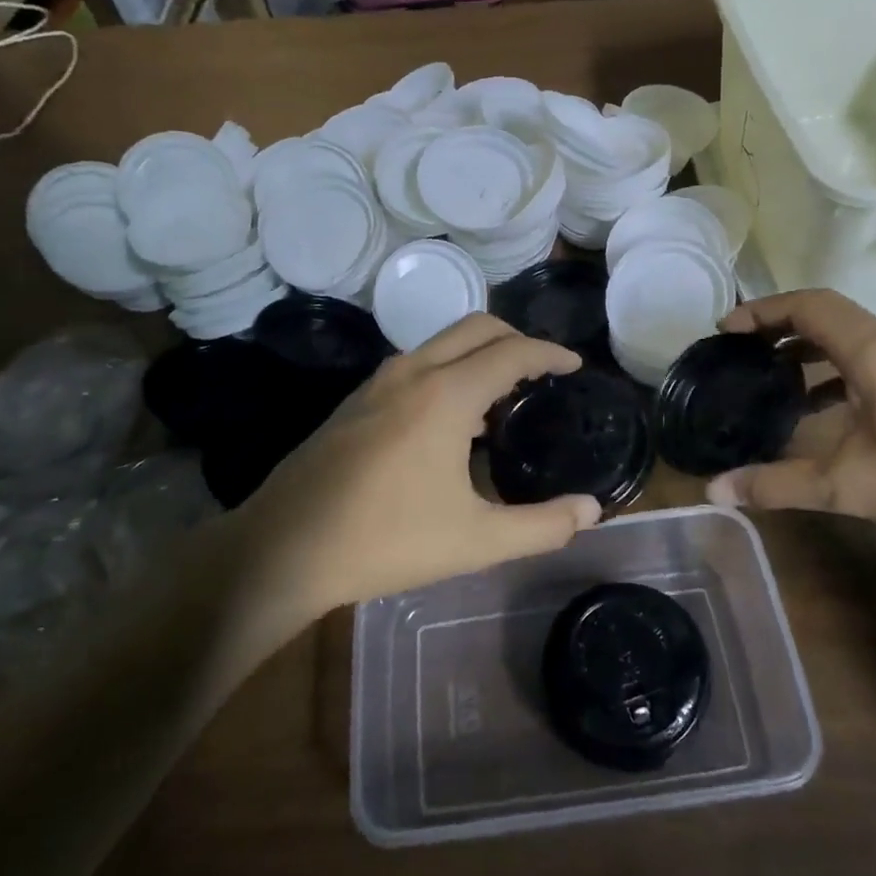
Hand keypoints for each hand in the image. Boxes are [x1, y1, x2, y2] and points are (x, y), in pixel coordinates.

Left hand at [228, 314, 602, 617]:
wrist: (284, 548)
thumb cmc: (386, 540)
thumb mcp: (475, 541)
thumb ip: (542, 526)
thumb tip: (591, 511)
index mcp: (445, 395)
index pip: (512, 352)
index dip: (550, 354)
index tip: (575, 365)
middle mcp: (412, 372)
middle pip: (476, 327)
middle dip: (516, 339)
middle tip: (543, 371)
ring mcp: (377, 383)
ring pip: (441, 343)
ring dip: (479, 353)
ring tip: (504, 395)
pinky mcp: (355, 401)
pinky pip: (416, 364)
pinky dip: (448, 369)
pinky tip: (451, 420)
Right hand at [704, 291, 875, 565]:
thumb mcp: (848, 487)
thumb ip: (777, 484)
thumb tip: (714, 492)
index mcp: (875, 351)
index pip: (809, 306)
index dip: (763, 311)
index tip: (724, 331)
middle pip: (827, 316)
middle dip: (778, 327)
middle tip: (737, 352)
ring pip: (849, 339)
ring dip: (805, 351)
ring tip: (767, 378)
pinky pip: (867, 363)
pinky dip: (831, 373)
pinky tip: (815, 412)